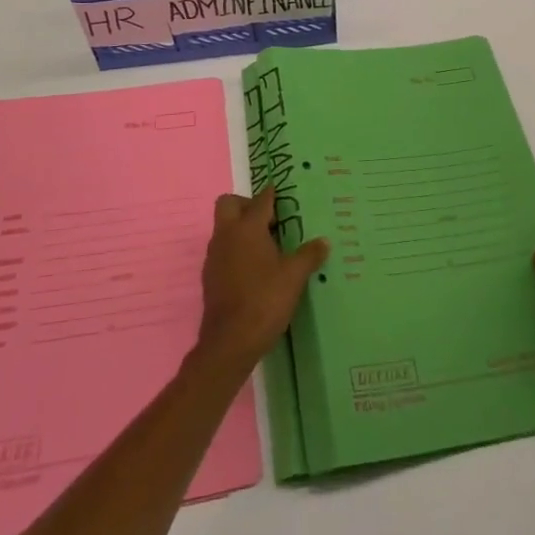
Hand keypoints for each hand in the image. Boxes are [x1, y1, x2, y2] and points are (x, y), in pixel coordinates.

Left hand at [195, 187, 328, 371]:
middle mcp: (226, 235)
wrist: (230, 342)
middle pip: (229, 204)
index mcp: (247, 228)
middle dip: (247, 204)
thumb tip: (324, 242)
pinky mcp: (210, 276)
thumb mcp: (294, 277)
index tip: (283, 192)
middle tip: (270, 220)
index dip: (272, 194)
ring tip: (267, 245)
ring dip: (241, 228)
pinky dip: (236, 250)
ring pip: (224, 227)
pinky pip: (223, 250)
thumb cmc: (264, 300)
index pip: (260, 200)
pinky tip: (255, 268)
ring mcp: (214, 256)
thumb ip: (309, 255)